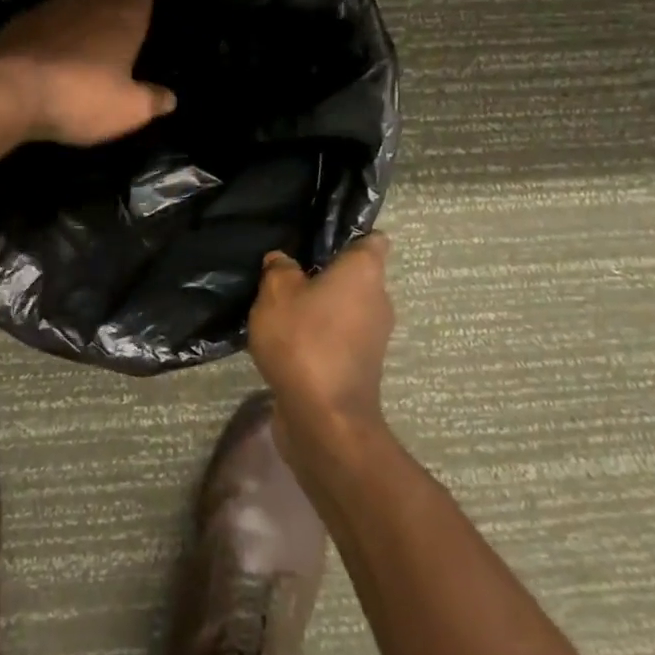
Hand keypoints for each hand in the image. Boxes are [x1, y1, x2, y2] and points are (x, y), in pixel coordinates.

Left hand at [0, 0, 176, 146]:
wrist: (7, 93)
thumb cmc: (80, 97)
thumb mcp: (126, 109)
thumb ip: (150, 100)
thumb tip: (168, 98)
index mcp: (123, 12)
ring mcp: (52, 3)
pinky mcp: (23, 18)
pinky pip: (52, 0)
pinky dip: (65, 4)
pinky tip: (64, 23)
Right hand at [248, 233, 394, 463]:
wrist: (324, 420)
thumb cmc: (304, 341)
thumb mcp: (276, 294)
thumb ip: (279, 270)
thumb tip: (282, 261)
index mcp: (365, 272)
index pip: (371, 240)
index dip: (349, 234)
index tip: (319, 237)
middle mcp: (378, 300)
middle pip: (355, 275)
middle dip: (325, 273)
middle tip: (287, 272)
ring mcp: (372, 337)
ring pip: (345, 308)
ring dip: (320, 308)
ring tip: (281, 307)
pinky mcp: (360, 367)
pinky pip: (338, 337)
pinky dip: (319, 336)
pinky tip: (286, 339)